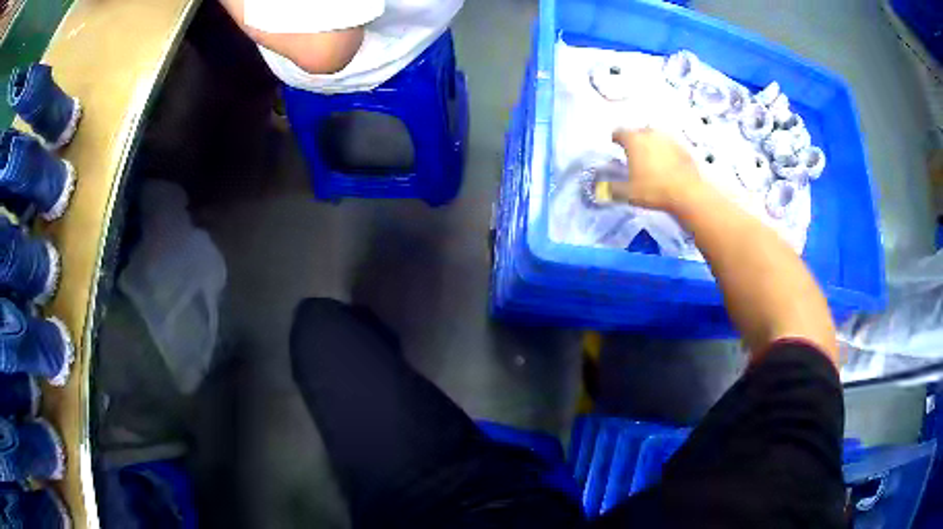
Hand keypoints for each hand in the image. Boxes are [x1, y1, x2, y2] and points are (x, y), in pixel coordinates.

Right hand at [610, 128, 702, 211]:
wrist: (690, 192)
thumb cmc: (655, 190)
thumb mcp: (628, 193)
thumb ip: (612, 188)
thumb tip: (601, 188)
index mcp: (633, 139)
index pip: (618, 132)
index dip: (615, 139)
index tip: (615, 146)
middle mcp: (650, 132)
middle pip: (638, 132)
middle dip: (634, 141)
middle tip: (633, 155)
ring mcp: (669, 136)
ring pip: (655, 137)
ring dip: (651, 144)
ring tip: (651, 159)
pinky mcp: (684, 144)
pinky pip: (670, 144)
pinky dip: (666, 150)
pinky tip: (668, 164)